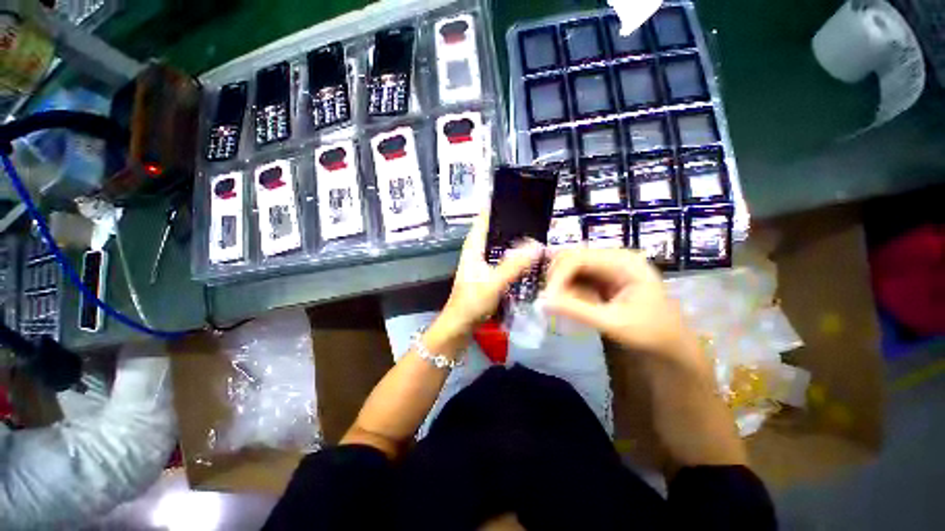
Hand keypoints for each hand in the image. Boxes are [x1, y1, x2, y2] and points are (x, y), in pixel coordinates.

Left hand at [440, 213, 542, 333]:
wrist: (459, 326)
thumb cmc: (471, 302)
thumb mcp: (493, 282)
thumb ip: (514, 265)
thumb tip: (537, 245)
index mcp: (473, 246)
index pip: (485, 218)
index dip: (499, 206)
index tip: (519, 198)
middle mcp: (477, 251)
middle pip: (496, 231)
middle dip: (514, 225)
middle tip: (538, 219)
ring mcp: (483, 264)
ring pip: (501, 246)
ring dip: (516, 242)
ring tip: (538, 236)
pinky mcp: (489, 275)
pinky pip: (504, 260)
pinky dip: (515, 257)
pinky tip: (530, 259)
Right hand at [541, 248, 703, 369]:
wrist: (672, 342)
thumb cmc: (650, 332)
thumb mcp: (613, 323)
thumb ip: (577, 311)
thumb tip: (544, 303)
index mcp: (622, 262)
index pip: (578, 258)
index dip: (558, 276)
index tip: (548, 299)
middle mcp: (613, 256)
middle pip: (571, 256)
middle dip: (557, 278)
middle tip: (552, 302)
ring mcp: (607, 265)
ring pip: (570, 265)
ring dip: (561, 284)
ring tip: (562, 305)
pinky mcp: (602, 275)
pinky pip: (576, 275)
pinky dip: (568, 288)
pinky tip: (571, 303)